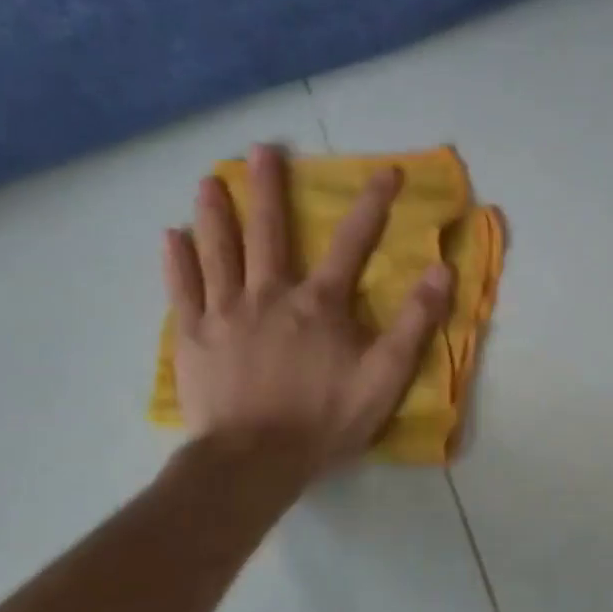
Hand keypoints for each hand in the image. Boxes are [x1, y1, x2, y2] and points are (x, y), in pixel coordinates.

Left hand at [162, 144, 453, 480]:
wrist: (253, 462)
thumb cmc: (326, 419)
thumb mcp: (386, 375)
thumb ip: (415, 321)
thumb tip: (441, 269)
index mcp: (320, 303)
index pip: (352, 242)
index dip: (373, 203)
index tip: (386, 171)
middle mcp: (270, 294)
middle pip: (269, 232)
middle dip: (268, 188)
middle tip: (262, 149)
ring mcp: (225, 313)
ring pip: (219, 251)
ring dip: (216, 212)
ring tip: (209, 180)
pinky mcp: (193, 337)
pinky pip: (183, 290)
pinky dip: (177, 261)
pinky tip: (171, 236)